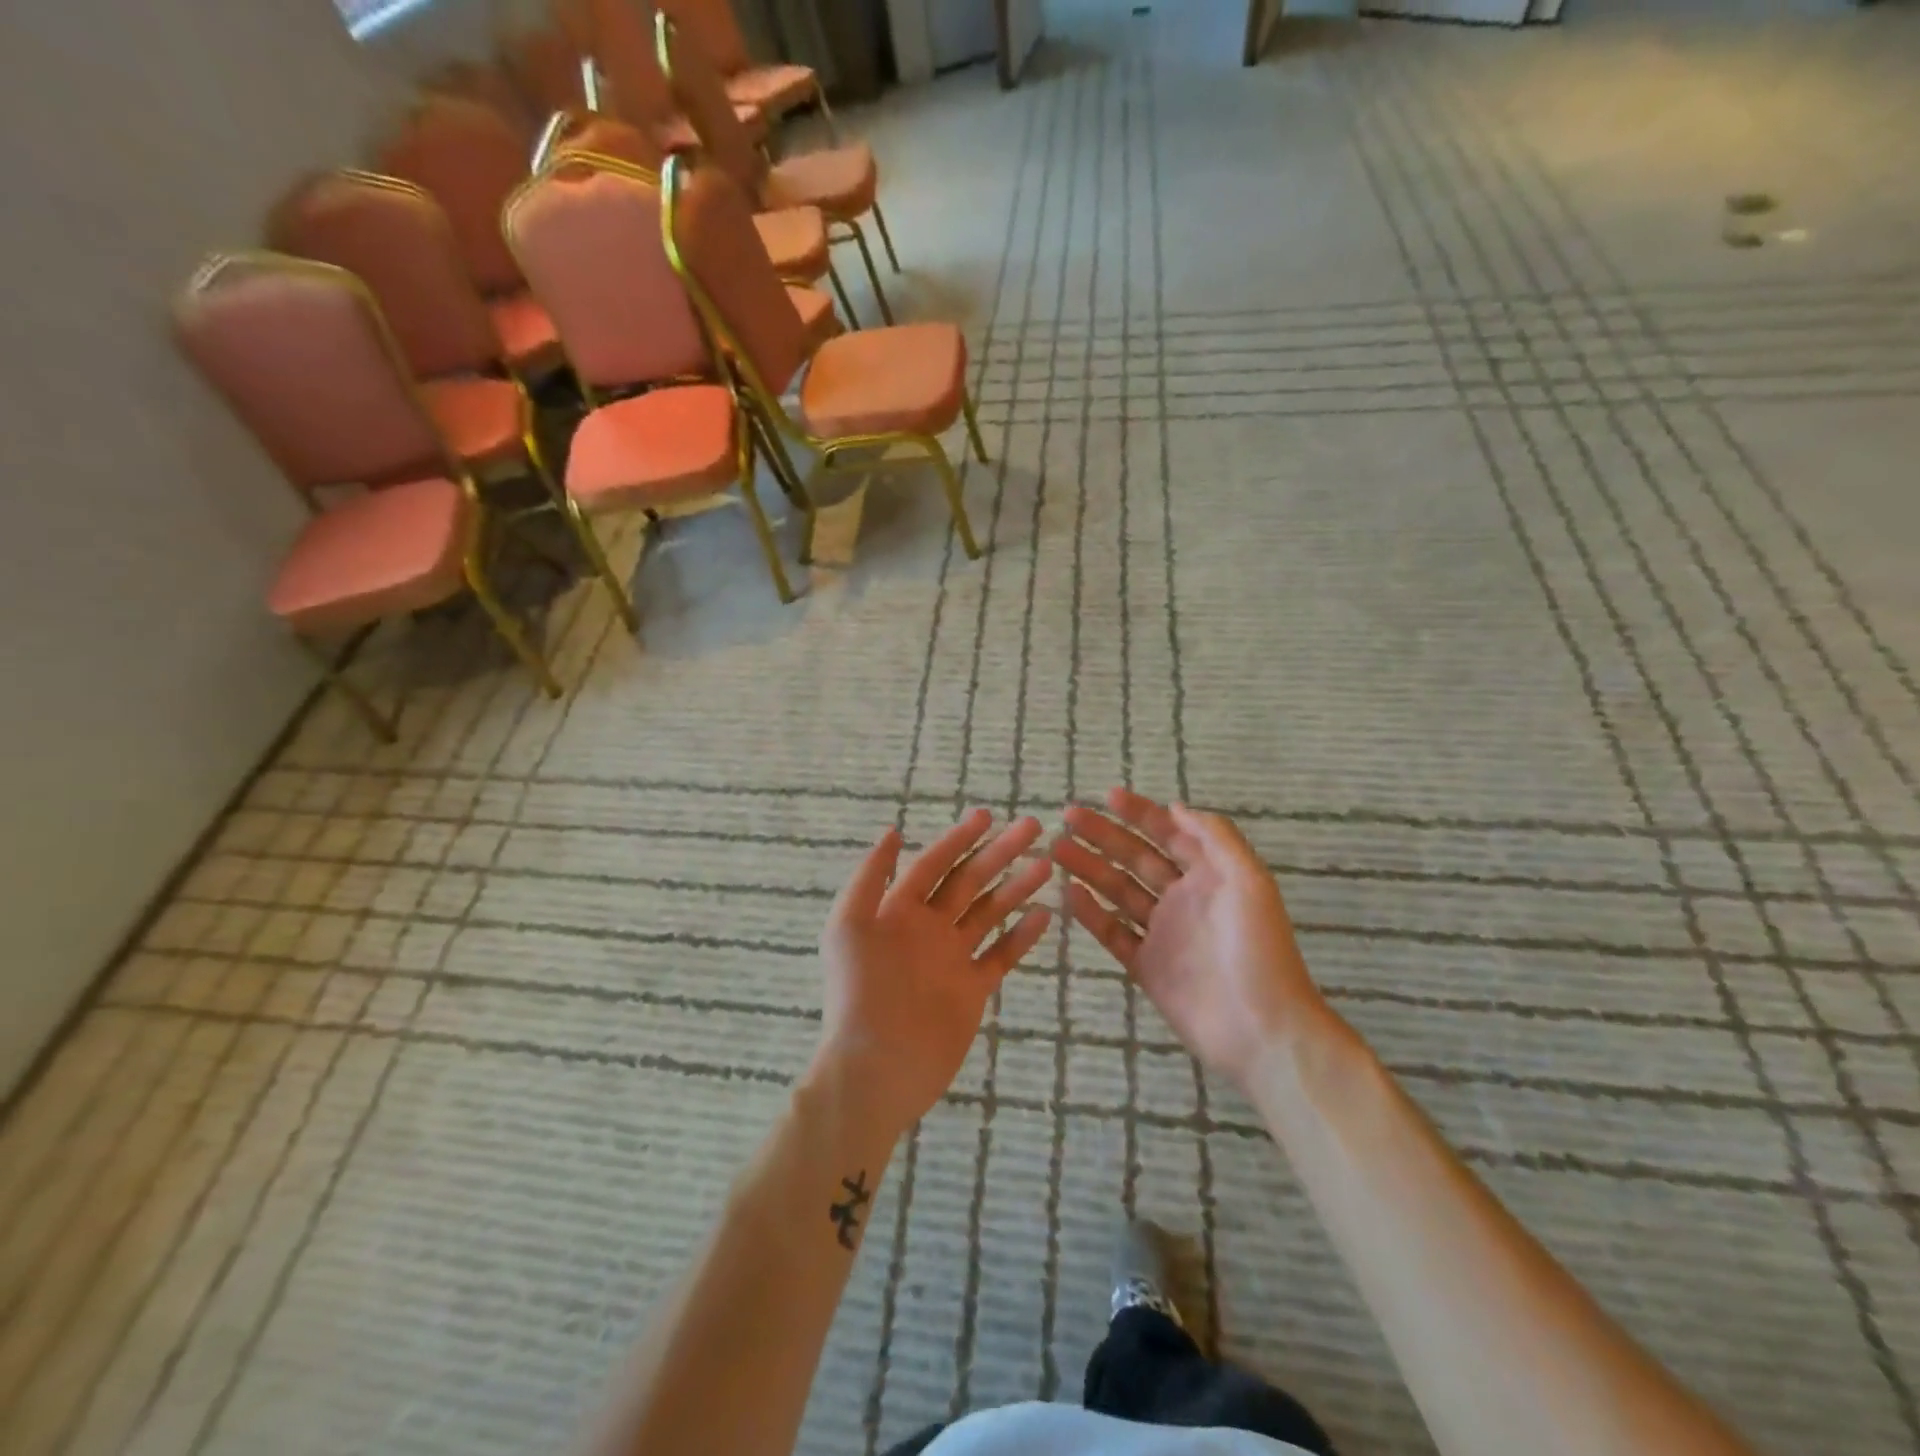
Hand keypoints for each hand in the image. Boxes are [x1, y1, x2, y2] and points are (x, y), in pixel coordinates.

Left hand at [811, 809, 1053, 1141]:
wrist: (876, 1067)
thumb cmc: (858, 992)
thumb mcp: (849, 926)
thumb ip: (868, 877)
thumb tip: (891, 832)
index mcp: (899, 910)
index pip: (934, 864)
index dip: (958, 838)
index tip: (987, 815)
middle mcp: (928, 928)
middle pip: (969, 881)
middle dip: (998, 853)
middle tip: (1031, 827)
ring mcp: (952, 958)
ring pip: (989, 913)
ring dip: (1016, 887)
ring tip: (1046, 866)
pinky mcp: (971, 989)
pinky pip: (1000, 955)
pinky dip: (1021, 935)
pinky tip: (1043, 915)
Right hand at [1053, 789, 1326, 1093]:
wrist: (1260, 1029)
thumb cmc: (1258, 949)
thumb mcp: (1249, 881)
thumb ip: (1215, 838)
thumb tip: (1176, 806)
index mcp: (1210, 876)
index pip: (1169, 834)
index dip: (1140, 813)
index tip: (1108, 796)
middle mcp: (1183, 899)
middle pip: (1136, 858)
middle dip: (1104, 835)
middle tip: (1068, 817)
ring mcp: (1162, 933)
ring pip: (1118, 891)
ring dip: (1089, 868)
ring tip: (1057, 849)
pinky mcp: (1147, 966)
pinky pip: (1113, 933)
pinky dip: (1091, 913)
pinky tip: (1068, 893)